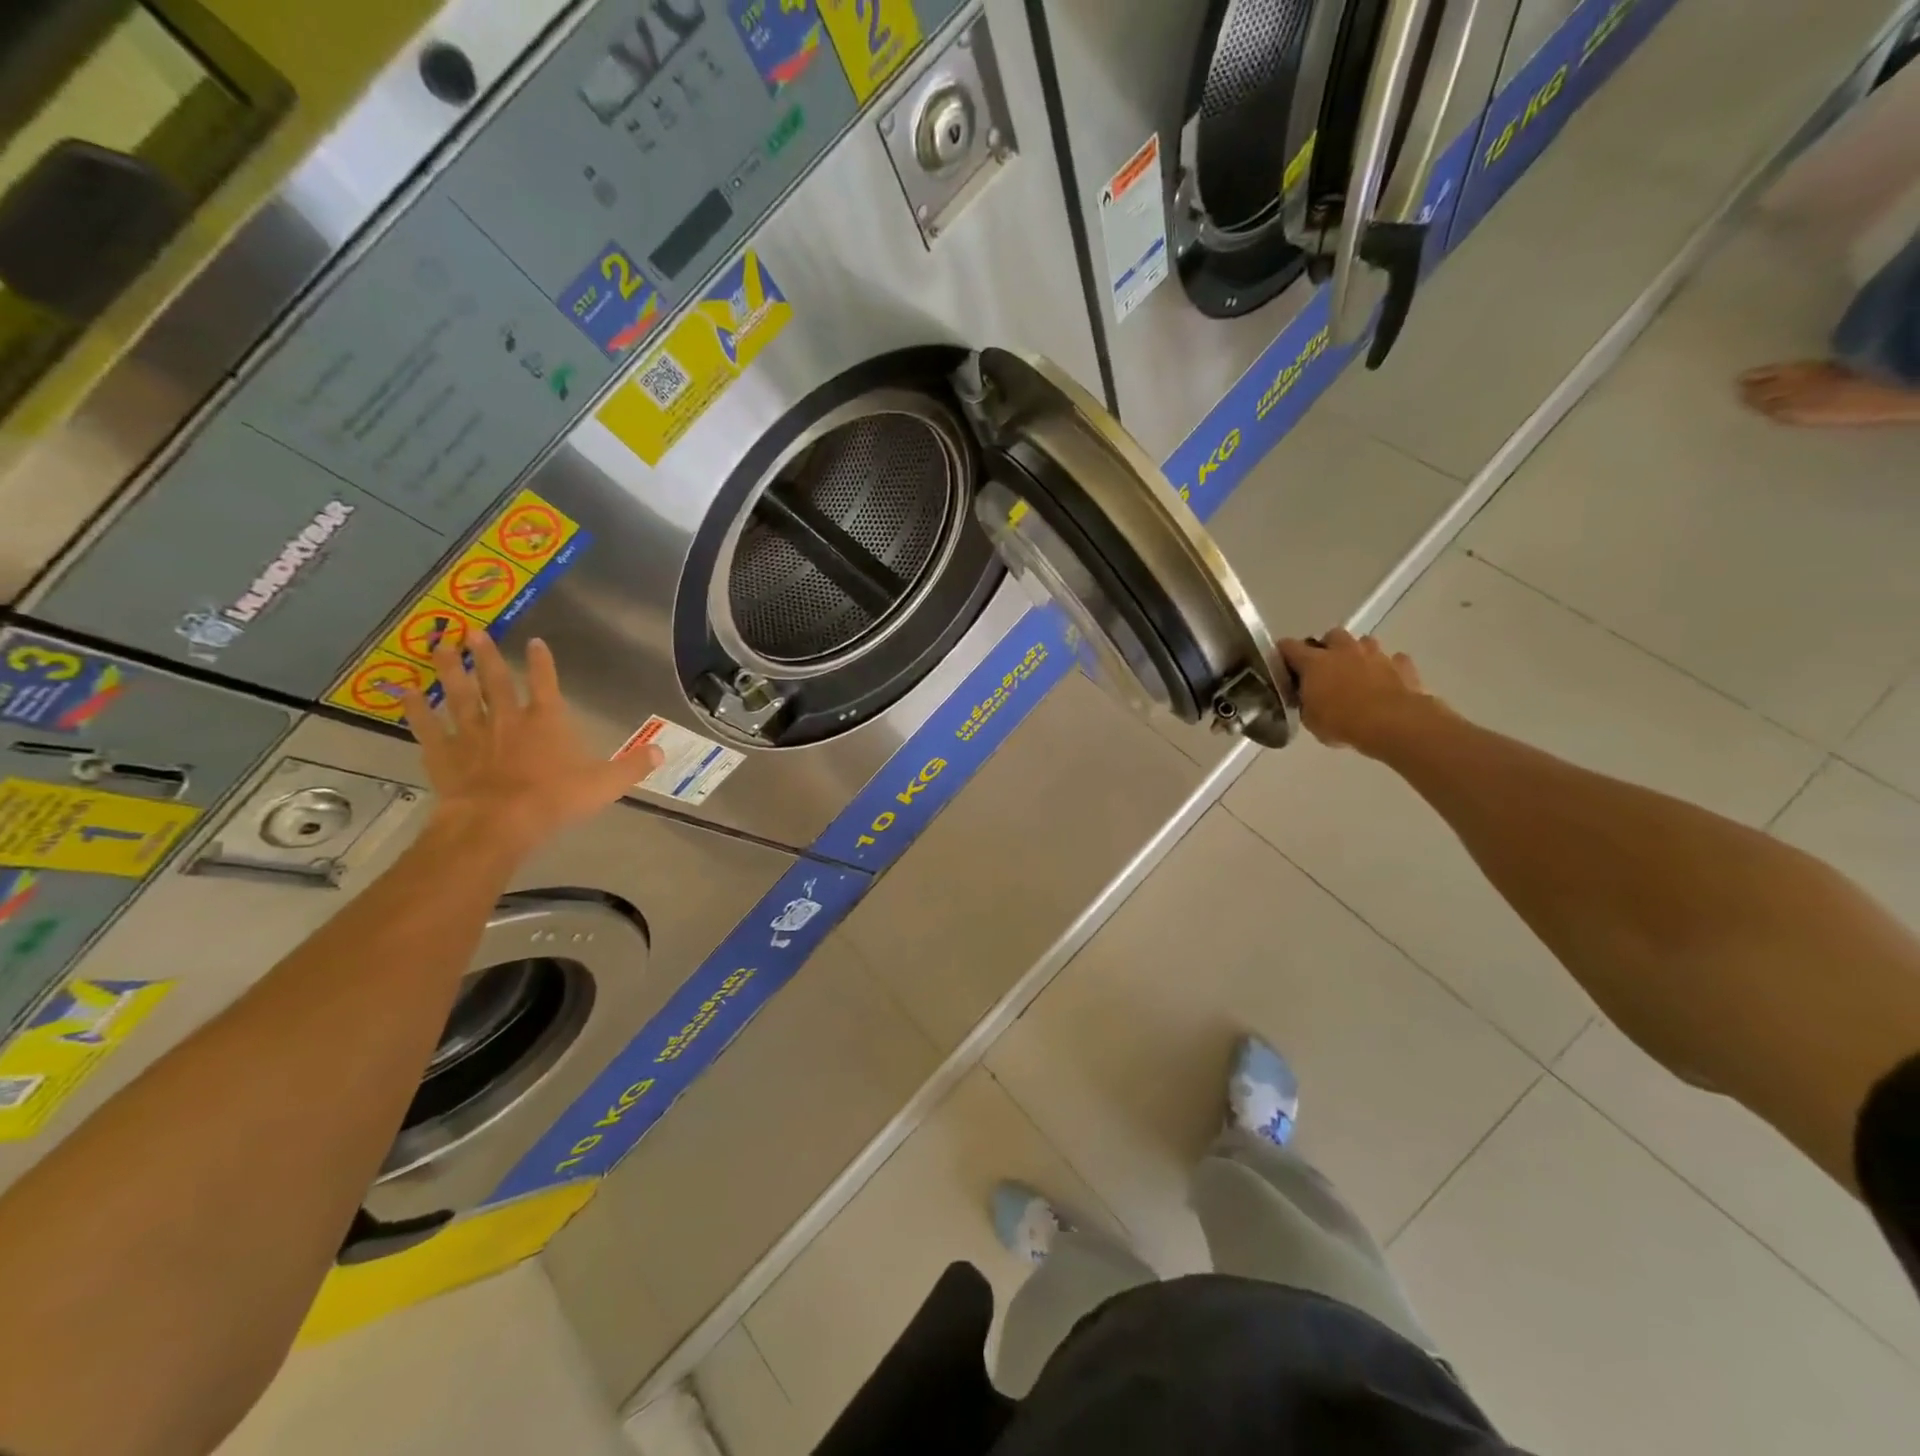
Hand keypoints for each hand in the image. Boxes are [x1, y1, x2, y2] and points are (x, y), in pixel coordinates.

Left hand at [400, 633, 664, 851]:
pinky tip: (403, 691)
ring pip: (459, 695)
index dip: (543, 662)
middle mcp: (508, 719)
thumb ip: (633, 766)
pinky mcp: (444, 754)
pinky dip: (414, 708)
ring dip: (450, 670)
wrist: (498, 822)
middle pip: (495, 681)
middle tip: (472, 631)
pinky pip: (427, 726)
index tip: (535, 642)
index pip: (546, 684)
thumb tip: (661, 751)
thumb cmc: (554, 800)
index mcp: (547, 722)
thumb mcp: (605, 785)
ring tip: (438, 645)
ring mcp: (472, 734)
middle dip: (486, 655)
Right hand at [1277, 629, 1441, 756]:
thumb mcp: (1310, 719)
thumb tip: (1307, 698)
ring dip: (1359, 654)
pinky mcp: (1402, 665)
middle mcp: (1343, 650)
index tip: (1283, 665)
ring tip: (1357, 673)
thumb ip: (1306, 702)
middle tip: (1326, 667)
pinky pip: (1393, 660)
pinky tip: (1386, 682)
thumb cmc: (1342, 722)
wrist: (1392, 723)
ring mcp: (1375, 654)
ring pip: (1364, 642)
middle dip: (1328, 647)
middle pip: (1332, 635)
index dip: (1284, 653)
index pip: (1289, 646)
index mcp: (1314, 662)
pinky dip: (1388, 668)